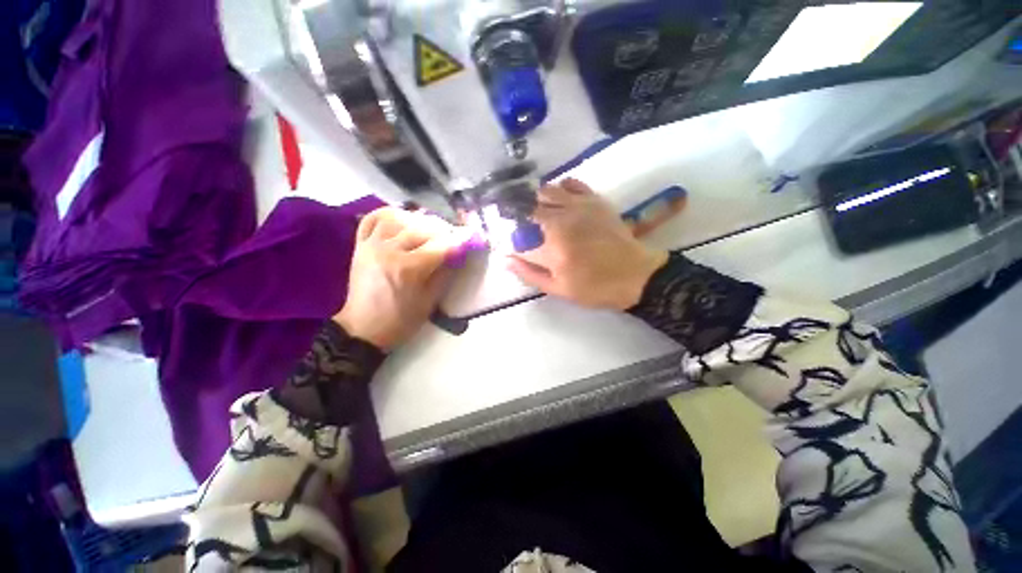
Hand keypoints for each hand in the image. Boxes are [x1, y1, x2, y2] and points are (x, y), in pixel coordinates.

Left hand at [335, 207, 468, 349]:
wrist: (364, 329)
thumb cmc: (401, 320)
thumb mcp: (430, 301)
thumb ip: (445, 273)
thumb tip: (459, 253)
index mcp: (408, 269)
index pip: (440, 246)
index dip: (459, 240)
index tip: (472, 235)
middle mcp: (388, 251)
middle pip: (421, 228)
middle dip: (443, 229)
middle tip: (454, 235)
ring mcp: (371, 245)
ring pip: (398, 218)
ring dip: (418, 219)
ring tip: (429, 228)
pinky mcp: (360, 245)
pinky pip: (373, 219)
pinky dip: (389, 215)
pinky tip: (402, 220)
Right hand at [507, 179, 667, 309]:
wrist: (635, 275)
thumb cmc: (595, 287)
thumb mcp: (558, 289)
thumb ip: (529, 273)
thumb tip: (505, 259)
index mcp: (552, 245)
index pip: (518, 235)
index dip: (511, 239)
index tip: (512, 245)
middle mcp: (562, 220)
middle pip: (528, 207)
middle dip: (519, 215)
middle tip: (522, 226)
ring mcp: (579, 206)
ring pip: (546, 191)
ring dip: (536, 200)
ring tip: (537, 212)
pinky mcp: (594, 200)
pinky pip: (571, 183)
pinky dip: (560, 189)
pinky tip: (560, 200)